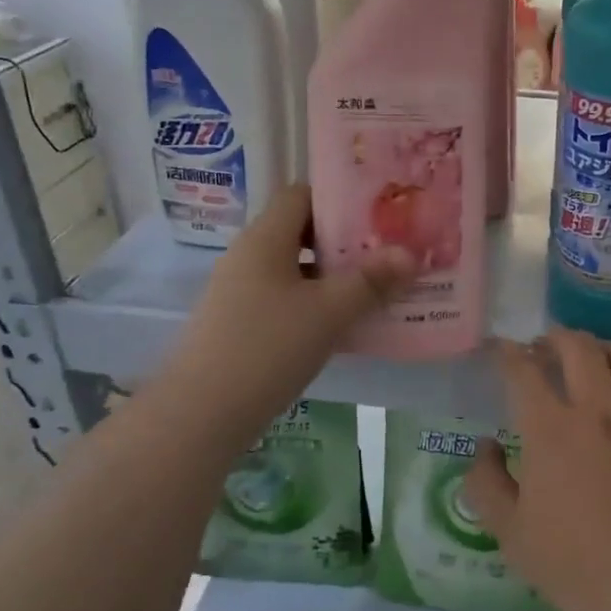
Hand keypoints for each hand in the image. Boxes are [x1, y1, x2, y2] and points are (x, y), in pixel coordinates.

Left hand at [156, 185, 414, 431]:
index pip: (302, 195)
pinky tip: (348, 324)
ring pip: (297, 270)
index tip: (379, 213)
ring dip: (335, 276)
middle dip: (347, 241)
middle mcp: (250, 257)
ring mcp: (242, 292)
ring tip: (380, 287)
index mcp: (265, 239)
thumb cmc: (267, 347)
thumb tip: (410, 253)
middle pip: (302, 232)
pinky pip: (287, 299)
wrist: (200, 415)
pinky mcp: (242, 324)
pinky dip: (318, 303)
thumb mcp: (329, 312)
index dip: (339, 199)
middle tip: (389, 251)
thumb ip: (371, 281)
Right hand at [463, 329, 610, 610]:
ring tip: (590, 357)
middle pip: (577, 347)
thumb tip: (485, 446)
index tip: (498, 350)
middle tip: (542, 350)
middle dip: (553, 338)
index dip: (506, 353)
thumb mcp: (510, 532)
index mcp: (551, 430)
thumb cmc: (573, 565)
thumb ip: (486, 483)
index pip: (523, 370)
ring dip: (601, 346)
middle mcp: (598, 410)